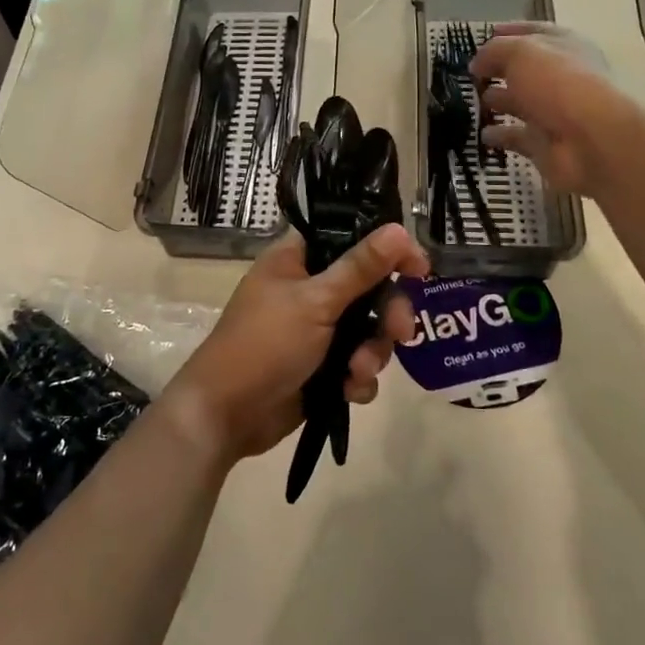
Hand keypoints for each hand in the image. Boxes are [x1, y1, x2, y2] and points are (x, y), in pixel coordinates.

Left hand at [161, 224, 429, 464]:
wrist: (226, 415)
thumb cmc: (264, 344)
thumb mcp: (315, 302)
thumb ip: (360, 268)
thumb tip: (400, 228)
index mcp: (298, 259)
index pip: (352, 239)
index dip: (387, 250)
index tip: (418, 267)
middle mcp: (310, 288)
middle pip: (369, 288)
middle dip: (387, 313)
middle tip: (401, 331)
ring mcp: (317, 329)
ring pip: (368, 330)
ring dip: (372, 352)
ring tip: (357, 372)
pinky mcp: (322, 367)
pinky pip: (358, 364)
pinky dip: (358, 378)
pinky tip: (349, 392)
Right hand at [469, 23, 635, 195]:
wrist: (591, 142)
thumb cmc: (559, 84)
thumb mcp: (521, 52)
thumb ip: (495, 51)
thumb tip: (477, 63)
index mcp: (565, 46)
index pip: (535, 33)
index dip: (509, 32)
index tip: (484, 35)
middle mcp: (563, 77)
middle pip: (526, 70)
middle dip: (499, 70)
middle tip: (470, 74)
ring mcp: (556, 112)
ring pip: (521, 103)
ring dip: (498, 101)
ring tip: (471, 102)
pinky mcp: (546, 143)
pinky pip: (517, 137)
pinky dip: (500, 135)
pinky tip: (481, 133)